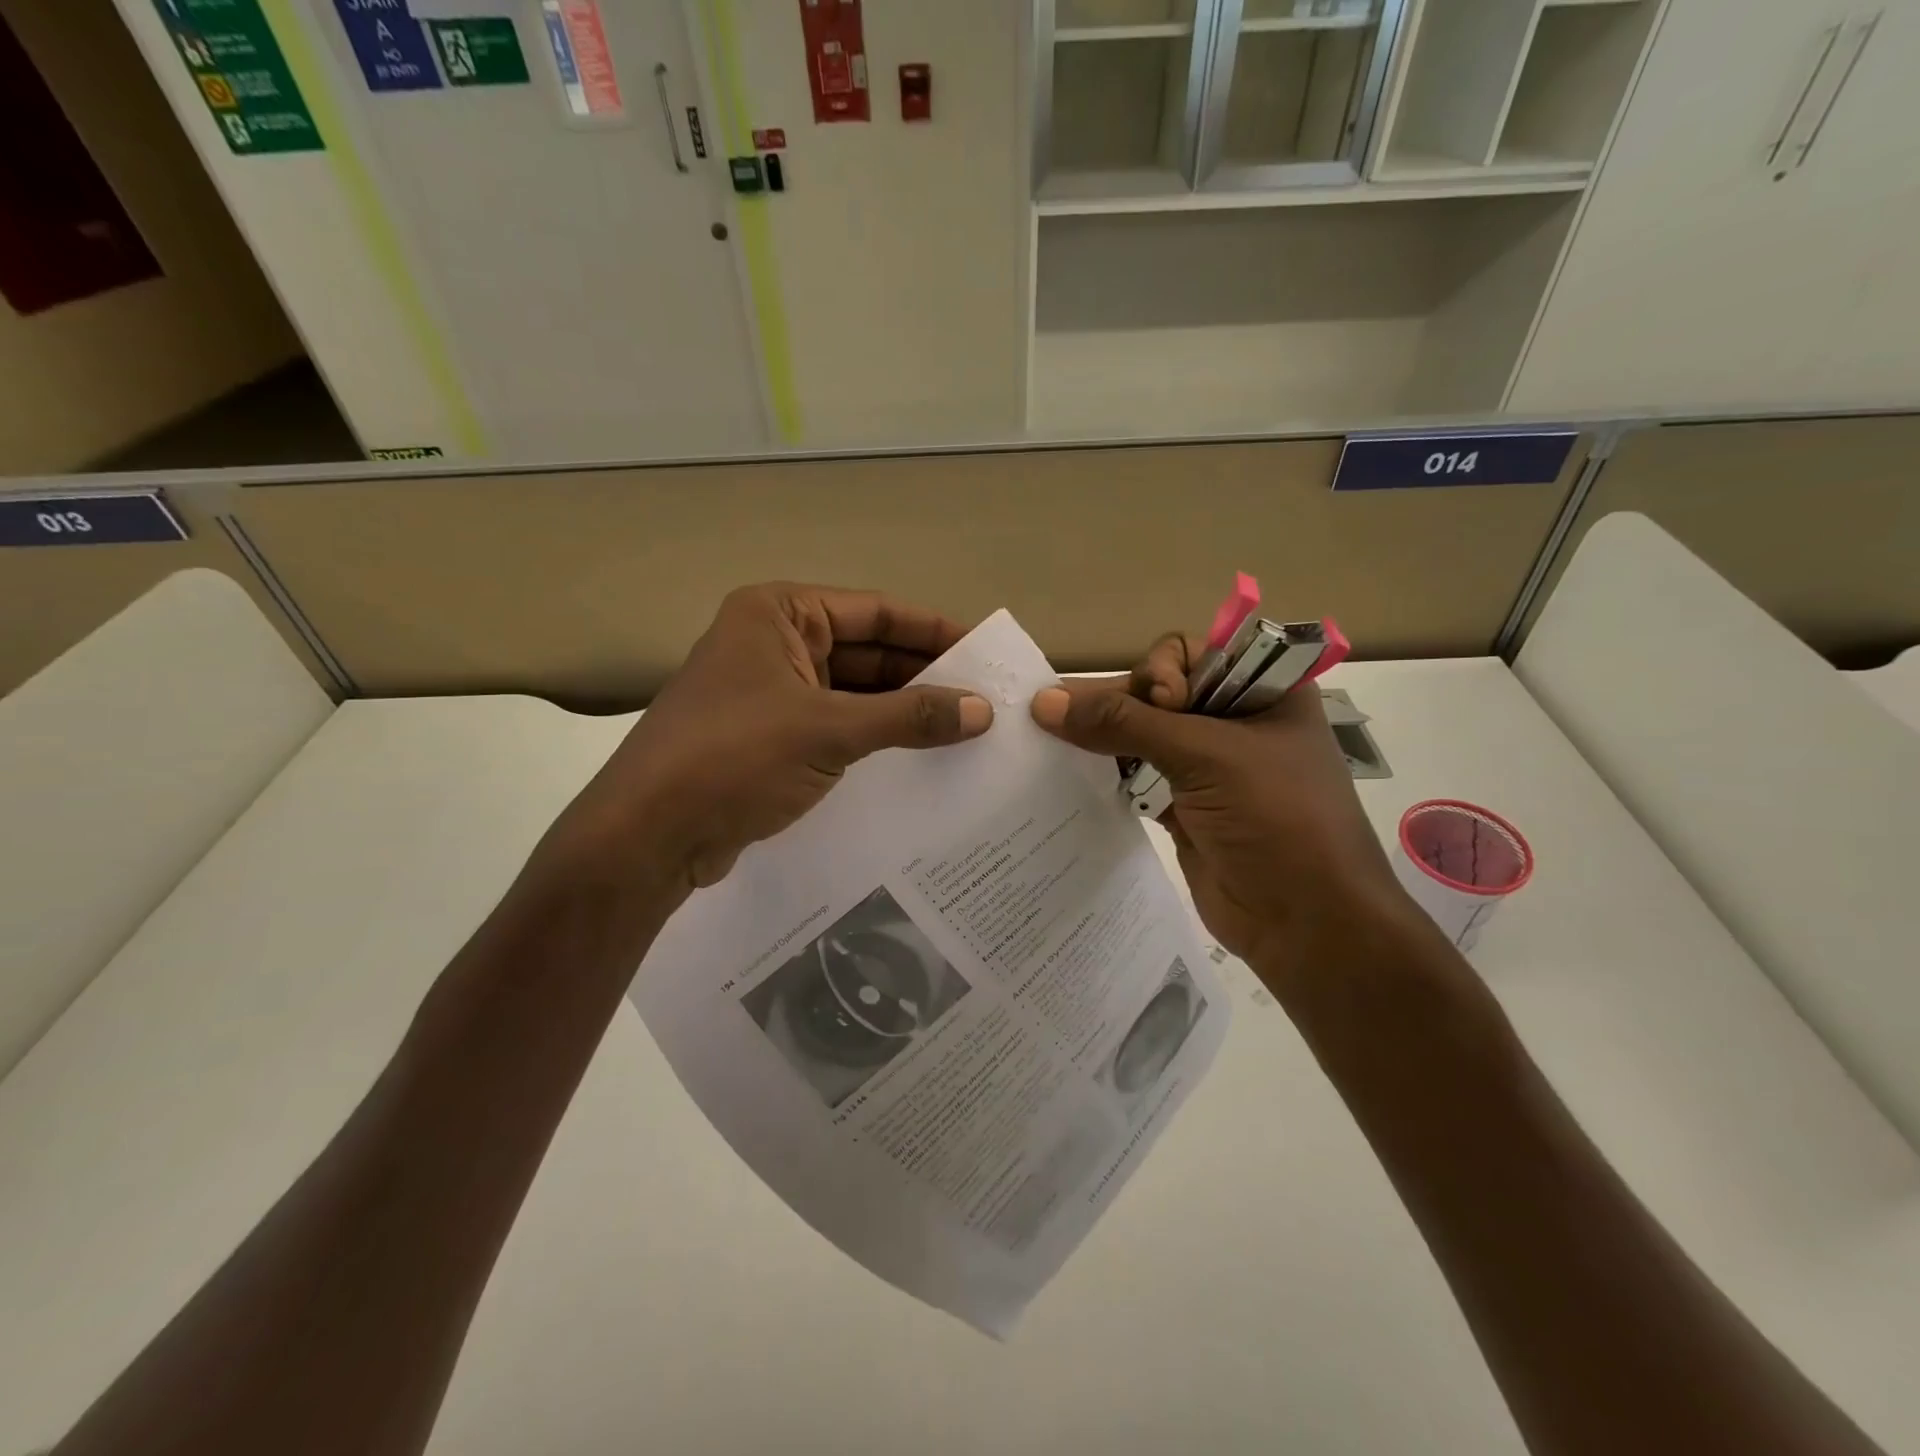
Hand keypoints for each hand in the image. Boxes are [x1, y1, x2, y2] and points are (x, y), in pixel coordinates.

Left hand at [550, 584, 991, 890]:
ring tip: (966, 730)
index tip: (986, 652)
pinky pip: (838, 727)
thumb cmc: (734, 758)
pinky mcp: (771, 738)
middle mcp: (775, 643)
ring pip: (855, 693)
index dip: (934, 631)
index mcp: (780, 614)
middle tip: (986, 698)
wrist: (649, 836)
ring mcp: (771, 692)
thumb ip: (909, 716)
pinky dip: (876, 738)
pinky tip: (921, 758)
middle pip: (868, 652)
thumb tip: (983, 711)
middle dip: (924, 675)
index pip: (876, 612)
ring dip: (903, 711)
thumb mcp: (829, 730)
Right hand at [1030, 635, 1417, 983]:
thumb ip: (1126, 724)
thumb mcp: (1207, 757)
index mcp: (1262, 692)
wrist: (1308, 925)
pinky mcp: (1183, 807)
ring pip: (1141, 735)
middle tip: (1066, 717)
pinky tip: (1067, 767)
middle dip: (1116, 701)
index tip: (1161, 706)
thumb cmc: (1276, 819)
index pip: (1191, 655)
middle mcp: (1233, 721)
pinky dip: (1105, 772)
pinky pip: (1134, 776)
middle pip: (1157, 693)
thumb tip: (1046, 702)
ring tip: (1049, 733)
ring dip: (1102, 736)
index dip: (1161, 672)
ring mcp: (1207, 767)